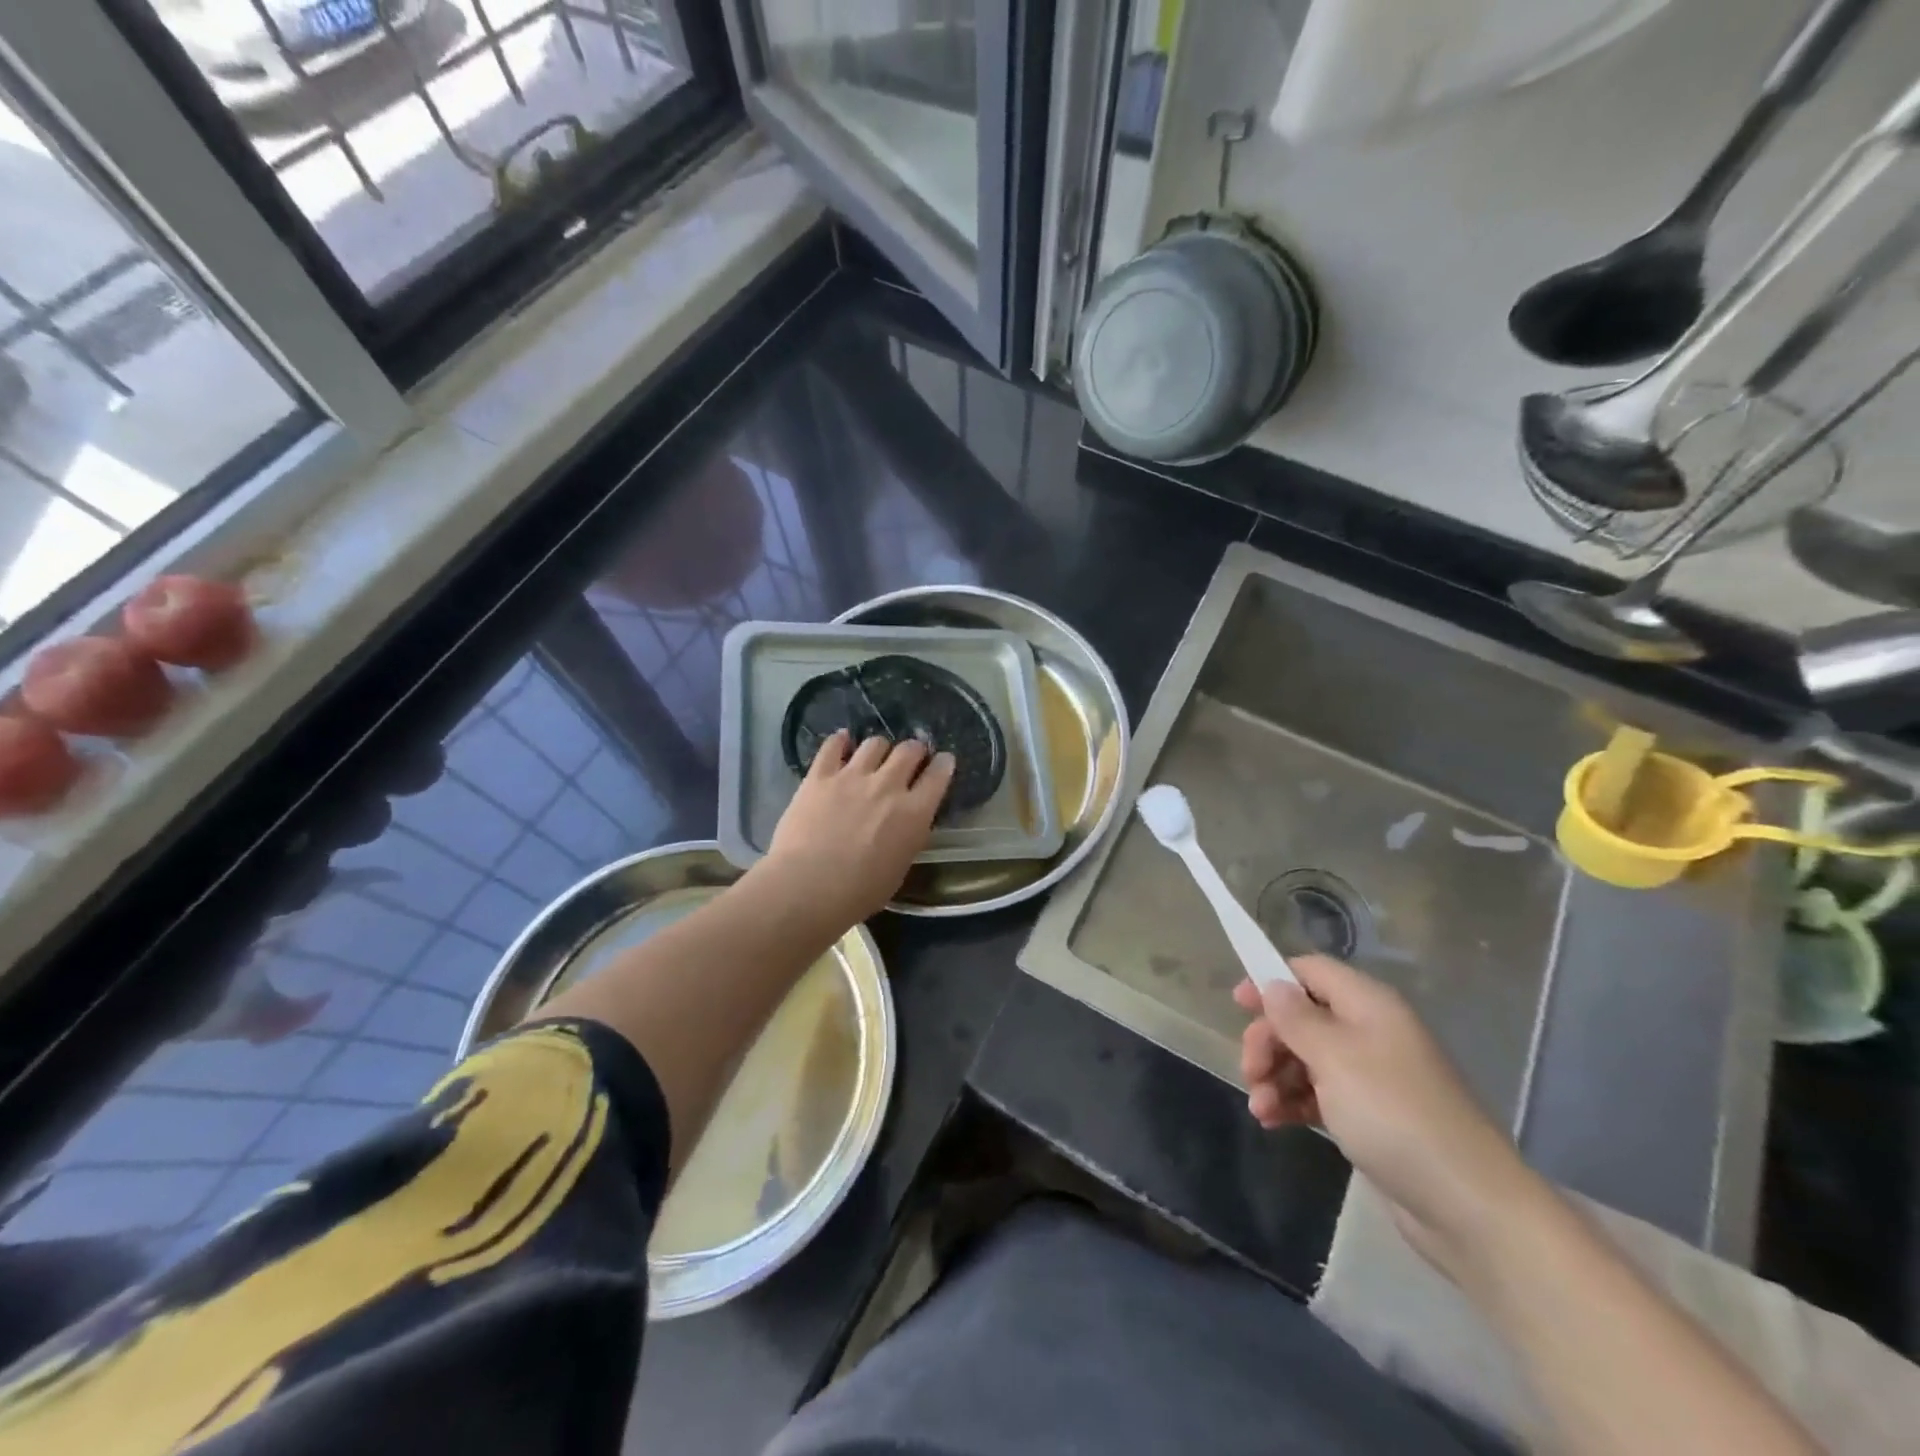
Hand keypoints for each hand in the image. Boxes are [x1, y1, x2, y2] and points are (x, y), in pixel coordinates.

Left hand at [758, 731, 953, 930]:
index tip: (943, 762)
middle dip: (914, 750)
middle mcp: (888, 786)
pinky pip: (833, 746)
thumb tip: (907, 825)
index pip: (939, 775)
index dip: (943, 764)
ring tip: (875, 756)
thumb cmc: (859, 892)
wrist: (808, 886)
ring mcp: (852, 776)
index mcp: (914, 813)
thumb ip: (907, 838)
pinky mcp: (820, 776)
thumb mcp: (899, 869)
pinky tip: (842, 742)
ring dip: (880, 748)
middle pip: (909, 750)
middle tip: (910, 758)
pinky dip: (840, 741)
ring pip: (875, 743)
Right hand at [1235, 956, 1541, 1272]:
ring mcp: (1371, 1077)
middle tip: (1250, 1071)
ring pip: (1306, 1058)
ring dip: (1275, 1076)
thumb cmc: (1394, 1114)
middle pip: (1303, 1017)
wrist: (1467, 1206)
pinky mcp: (1370, 1117)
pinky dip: (1293, 1102)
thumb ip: (1297, 1018)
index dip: (1273, 980)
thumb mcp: (1335, 1058)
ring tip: (1260, 1108)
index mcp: (1368, 1006)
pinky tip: (1273, 1121)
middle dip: (1269, 1040)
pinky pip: (1319, 1095)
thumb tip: (1274, 984)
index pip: (1312, 971)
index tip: (1238, 1004)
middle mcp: (1370, 1032)